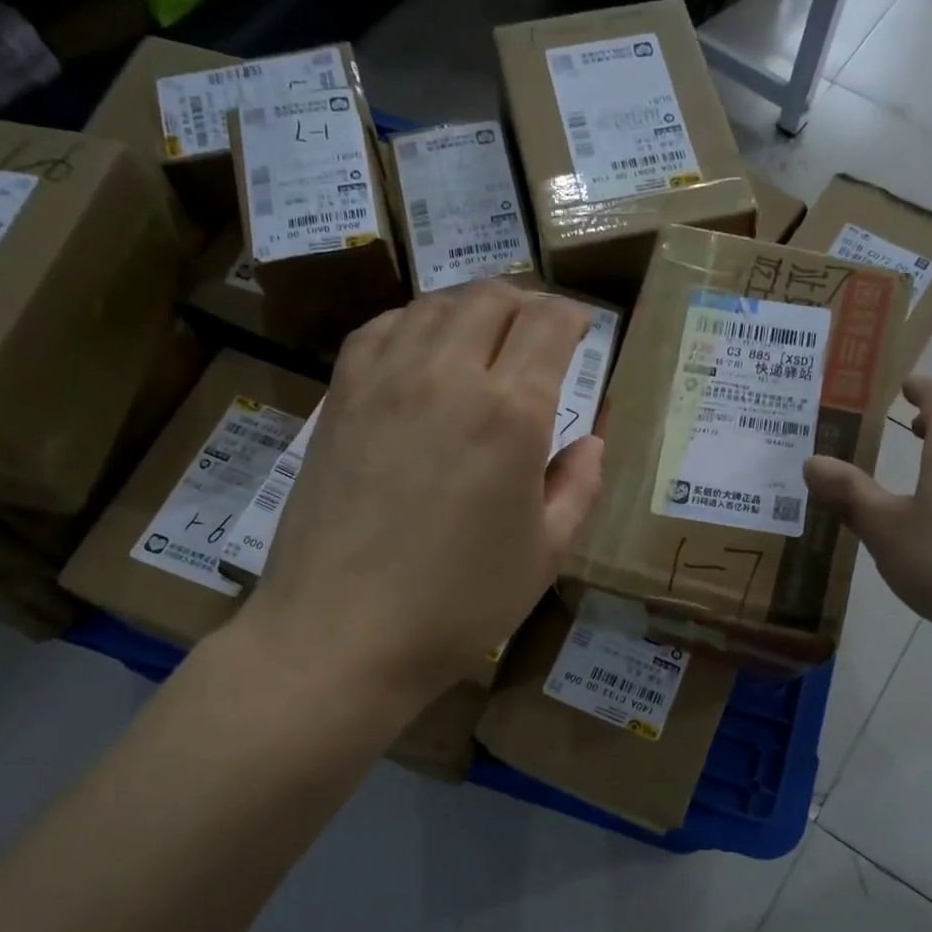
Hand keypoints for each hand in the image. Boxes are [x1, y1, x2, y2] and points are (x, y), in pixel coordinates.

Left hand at [233, 281, 602, 703]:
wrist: (341, 633)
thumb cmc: (458, 604)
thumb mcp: (546, 554)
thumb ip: (579, 487)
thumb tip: (591, 443)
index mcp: (510, 413)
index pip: (549, 325)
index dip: (574, 317)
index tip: (583, 331)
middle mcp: (447, 375)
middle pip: (492, 298)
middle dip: (527, 305)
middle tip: (539, 333)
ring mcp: (385, 378)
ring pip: (436, 304)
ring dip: (472, 309)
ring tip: (485, 338)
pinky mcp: (340, 396)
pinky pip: (382, 328)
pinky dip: (415, 324)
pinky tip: (422, 353)